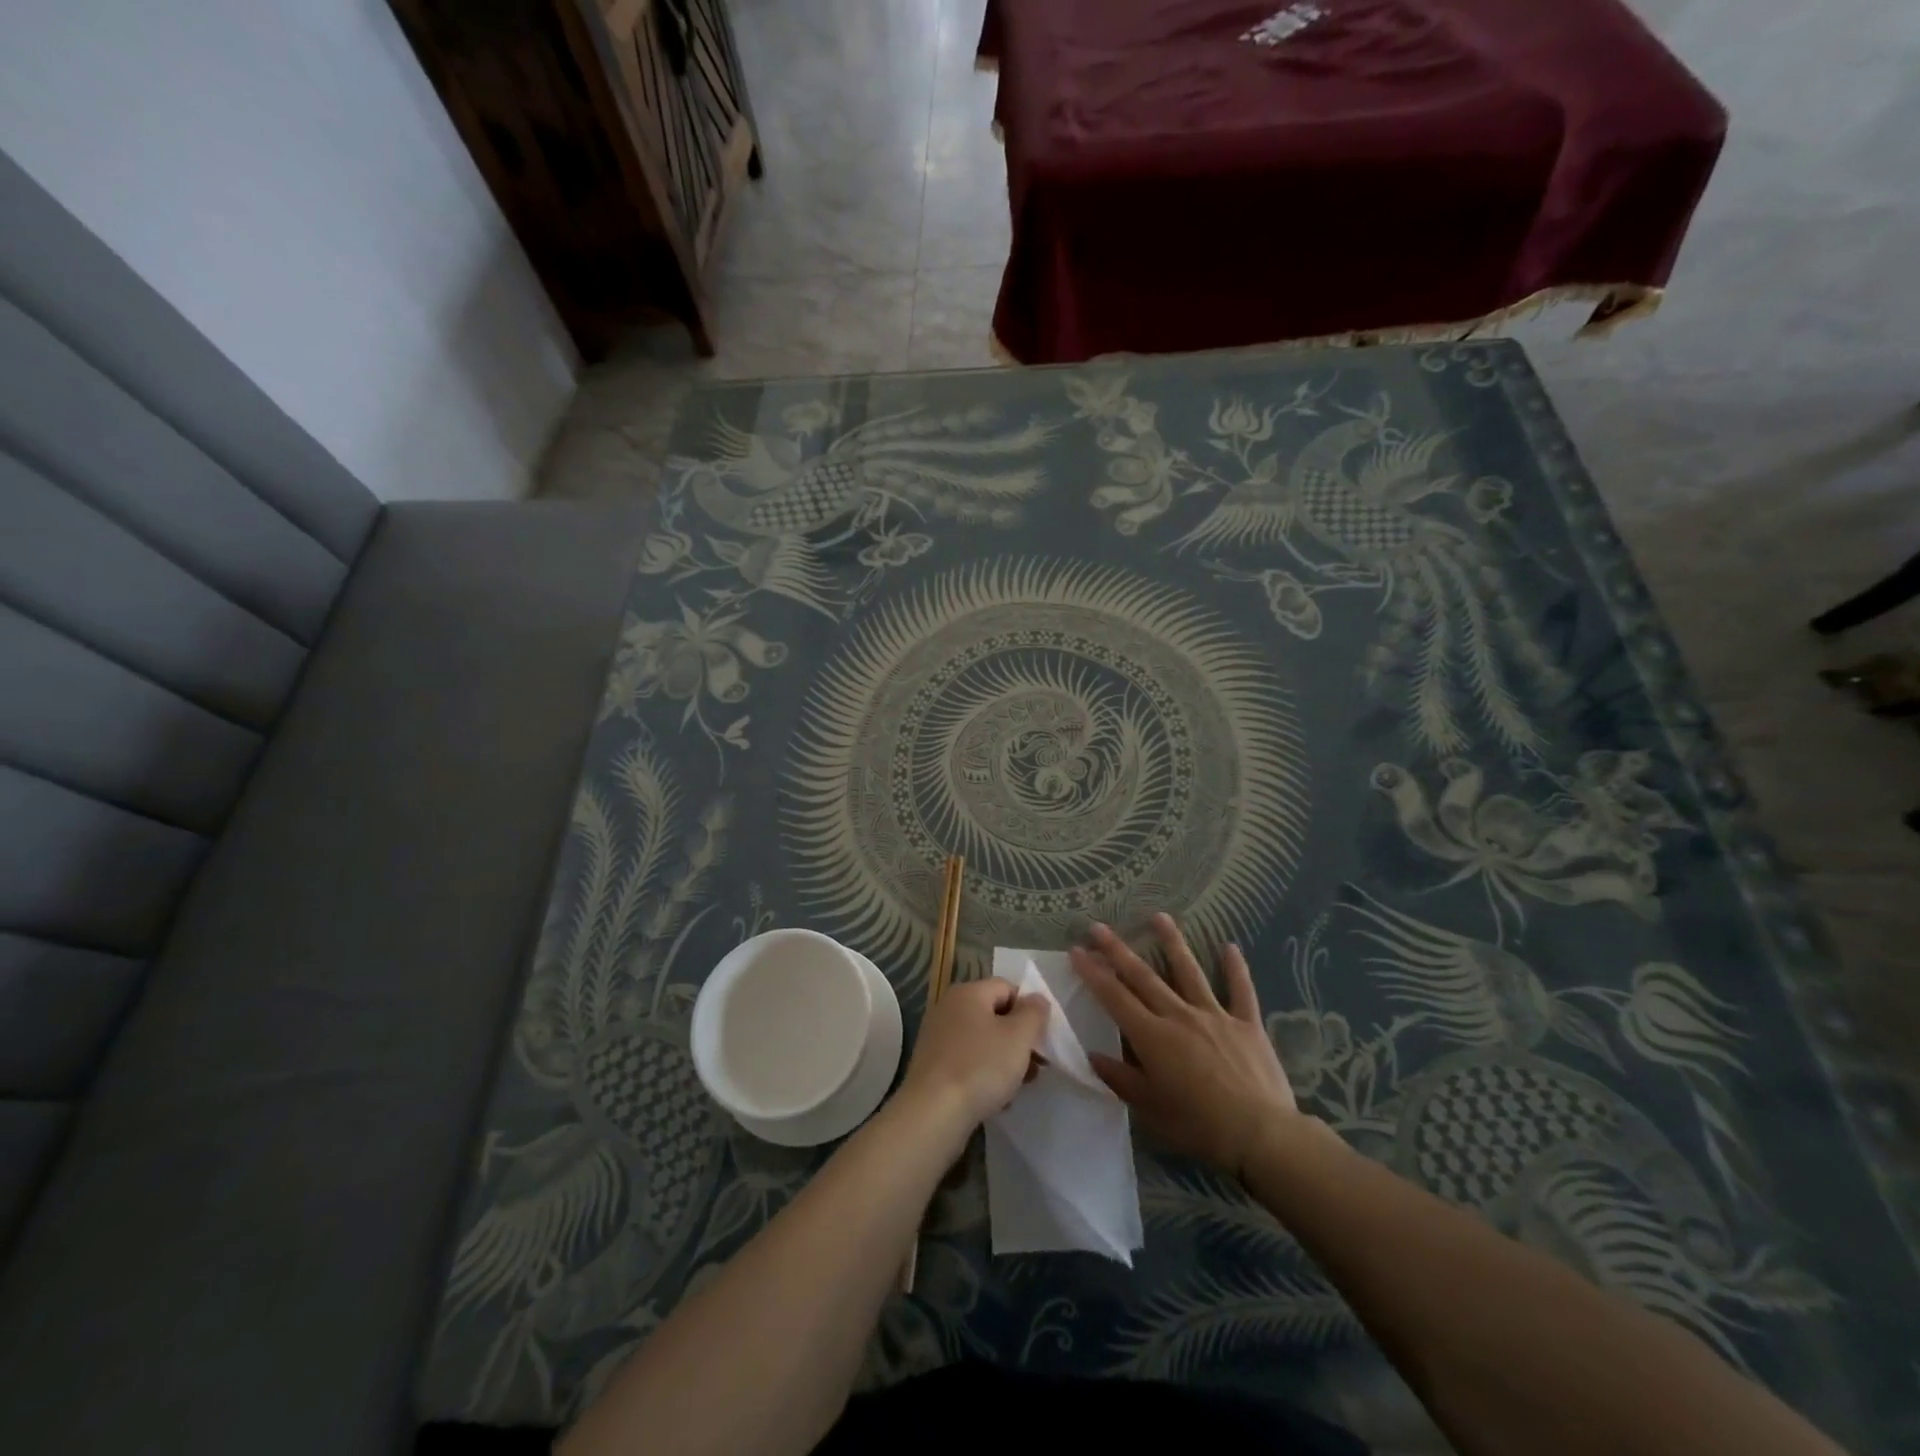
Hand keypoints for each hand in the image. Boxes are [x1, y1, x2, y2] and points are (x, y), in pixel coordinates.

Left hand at [898, 977, 1049, 1133]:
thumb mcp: (1018, 1037)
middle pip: (994, 1015)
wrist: (933, 1113)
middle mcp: (948, 1008)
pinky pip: (967, 1062)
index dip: (1029, 1010)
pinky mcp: (932, 1066)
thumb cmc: (980, 1067)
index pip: (1007, 988)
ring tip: (1020, 1086)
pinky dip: (984, 1075)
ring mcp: (937, 1037)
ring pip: (982, 1041)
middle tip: (1037, 1065)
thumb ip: (1034, 1013)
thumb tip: (1036, 999)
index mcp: (968, 993)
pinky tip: (997, 1100)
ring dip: (1005, 1060)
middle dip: (1018, 1039)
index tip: (1041, 1038)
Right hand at [1072, 914, 1300, 1179]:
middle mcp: (1179, 1016)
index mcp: (1153, 1036)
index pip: (1115, 997)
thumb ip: (1121, 1079)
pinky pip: (1241, 991)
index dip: (1093, 973)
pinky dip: (1235, 969)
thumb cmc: (1199, 1125)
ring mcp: (1215, 1015)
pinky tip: (1231, 947)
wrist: (1260, 1133)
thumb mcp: (1151, 1109)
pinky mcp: (1247, 1024)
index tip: (1077, 950)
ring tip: (1159, 916)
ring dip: (1172, 942)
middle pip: (1144, 976)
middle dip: (1118, 950)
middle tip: (1099, 927)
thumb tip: (1093, 1056)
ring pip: (1189, 971)